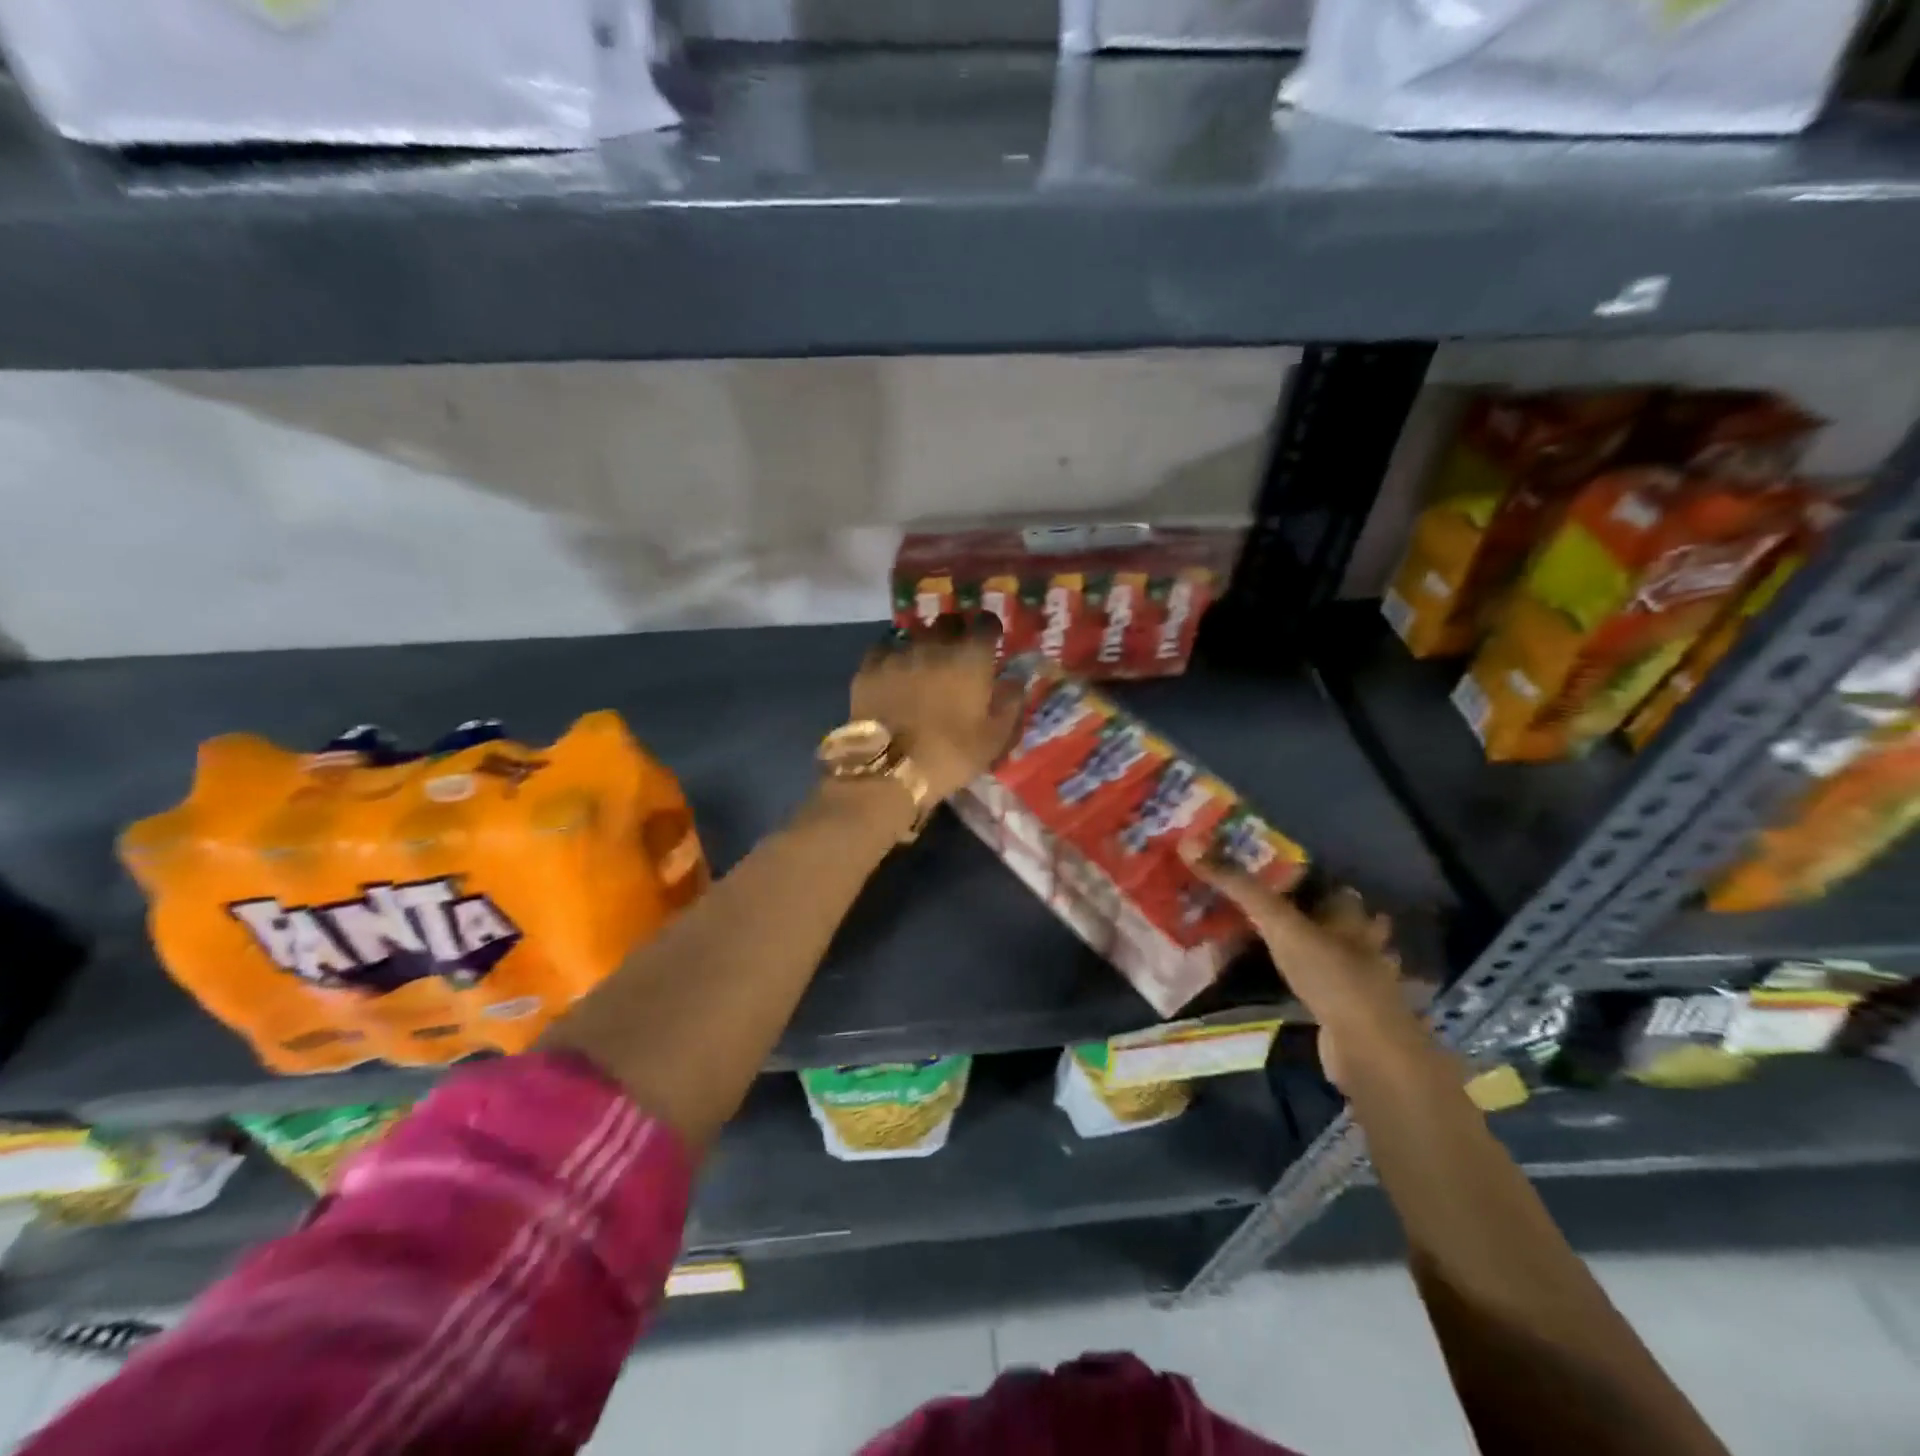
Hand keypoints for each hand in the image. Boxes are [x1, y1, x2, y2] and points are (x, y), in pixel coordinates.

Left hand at [853, 616, 1021, 804]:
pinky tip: (894, 673)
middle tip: (956, 653)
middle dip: (956, 632)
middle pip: (948, 622)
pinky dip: (893, 657)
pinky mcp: (869, 667)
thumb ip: (1009, 704)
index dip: (990, 630)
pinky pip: (885, 650)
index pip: (986, 623)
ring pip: (915, 635)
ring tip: (923, 666)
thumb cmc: (949, 756)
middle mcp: (935, 645)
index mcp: (970, 658)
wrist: (887, 770)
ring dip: (924, 645)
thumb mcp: (993, 739)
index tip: (990, 643)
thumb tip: (1015, 681)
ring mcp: (898, 653)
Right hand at [1182, 846, 1419, 1090]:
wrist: (1366, 1049)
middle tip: (1264, 913)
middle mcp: (1361, 943)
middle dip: (1309, 917)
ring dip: (1307, 953)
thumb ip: (1238, 886)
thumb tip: (1189, 844)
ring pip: (1331, 957)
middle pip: (1334, 921)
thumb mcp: (1279, 923)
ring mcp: (1359, 982)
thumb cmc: (1329, 974)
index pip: (1331, 887)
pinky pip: (1322, 991)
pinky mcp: (1347, 1014)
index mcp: (1350, 915)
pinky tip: (1281, 989)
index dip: (1306, 880)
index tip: (1272, 876)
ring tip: (1267, 949)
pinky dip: (1303, 987)